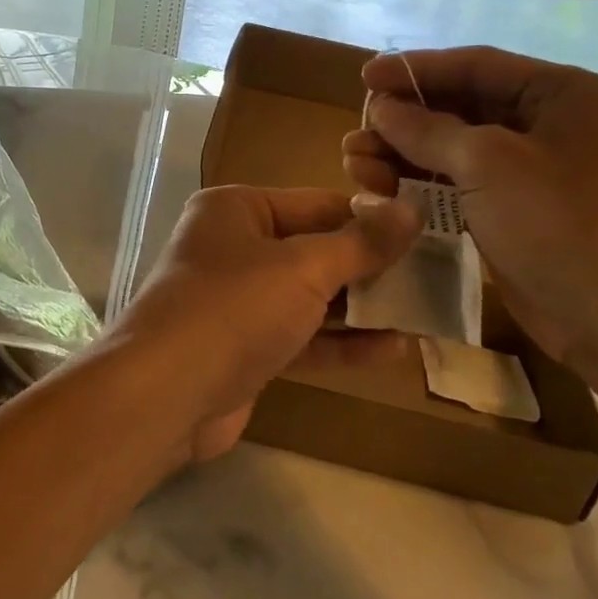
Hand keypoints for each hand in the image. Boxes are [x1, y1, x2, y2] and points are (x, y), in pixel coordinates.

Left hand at [114, 185, 419, 462]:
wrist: (164, 395)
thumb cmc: (233, 308)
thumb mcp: (303, 267)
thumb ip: (360, 243)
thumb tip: (410, 210)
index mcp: (237, 210)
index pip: (317, 204)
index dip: (371, 219)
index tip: (425, 233)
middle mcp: (234, 248)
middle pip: (315, 251)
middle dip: (371, 268)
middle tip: (433, 278)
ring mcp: (237, 302)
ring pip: (311, 298)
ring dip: (363, 309)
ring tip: (423, 314)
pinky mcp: (244, 349)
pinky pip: (301, 338)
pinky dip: (342, 344)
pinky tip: (393, 351)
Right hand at [341, 47, 597, 369]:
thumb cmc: (562, 221)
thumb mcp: (488, 163)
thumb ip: (428, 130)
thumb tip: (382, 108)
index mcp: (560, 94)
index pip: (475, 66)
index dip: (415, 70)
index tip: (364, 79)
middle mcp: (548, 126)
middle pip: (461, 109)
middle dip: (404, 121)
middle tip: (355, 134)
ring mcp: (532, 175)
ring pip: (454, 152)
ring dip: (403, 156)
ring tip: (355, 165)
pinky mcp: (515, 215)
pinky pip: (459, 188)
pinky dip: (421, 187)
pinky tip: (381, 190)